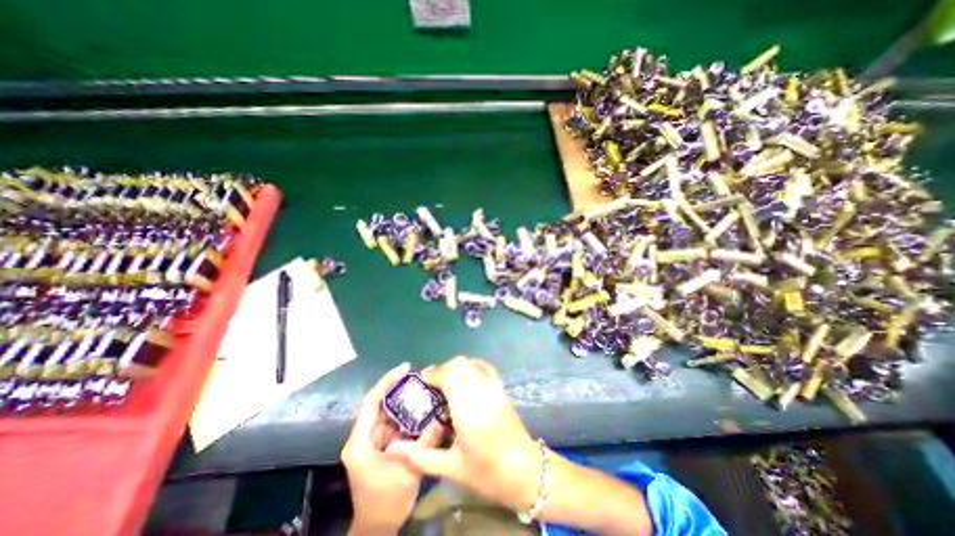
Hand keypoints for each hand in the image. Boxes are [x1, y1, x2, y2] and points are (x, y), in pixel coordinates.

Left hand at [343, 363, 443, 533]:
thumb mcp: (407, 472)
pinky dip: (409, 413)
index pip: (371, 403)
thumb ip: (424, 443)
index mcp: (360, 442)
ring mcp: (373, 439)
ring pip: (389, 411)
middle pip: (380, 403)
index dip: (387, 382)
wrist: (378, 527)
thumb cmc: (386, 502)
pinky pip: (396, 421)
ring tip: (424, 386)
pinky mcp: (383, 443)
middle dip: (399, 387)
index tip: (405, 368)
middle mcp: (364, 436)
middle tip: (420, 375)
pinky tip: (423, 406)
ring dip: (405, 399)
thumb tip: (441, 418)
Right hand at [383, 358, 544, 511]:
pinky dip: (472, 365)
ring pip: (472, 363)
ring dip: (456, 366)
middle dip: (442, 369)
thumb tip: (392, 449)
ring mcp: (494, 388)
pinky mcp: (502, 389)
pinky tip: (465, 377)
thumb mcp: (452, 468)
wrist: (525, 471)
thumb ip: (420, 457)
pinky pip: (485, 367)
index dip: (433, 374)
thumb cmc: (487, 472)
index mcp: (468, 410)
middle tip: (431, 384)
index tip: (421, 382)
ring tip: (446, 381)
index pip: (449, 376)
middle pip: (460, 365)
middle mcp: (481, 392)